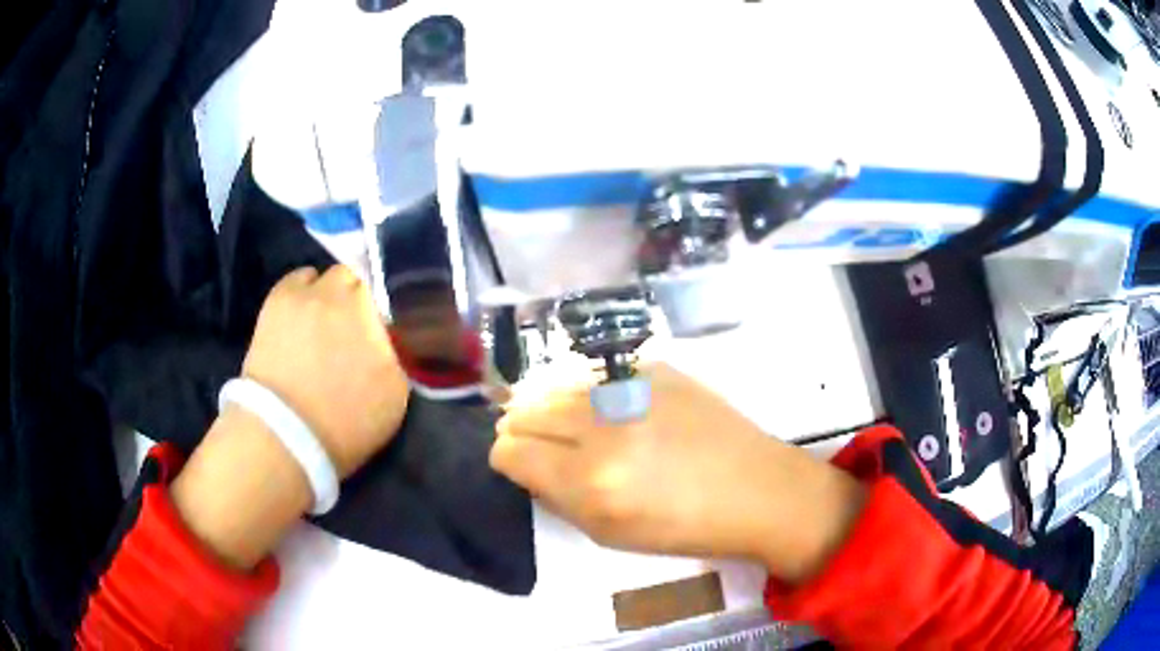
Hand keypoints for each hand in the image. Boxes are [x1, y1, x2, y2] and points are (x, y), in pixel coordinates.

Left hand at [242, 266, 409, 477]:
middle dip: (366, 296)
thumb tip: (394, 334)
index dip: (395, 306)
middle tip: (358, 322)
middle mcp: (348, 295)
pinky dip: (306, 289)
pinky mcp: (280, 296)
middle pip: (366, 276)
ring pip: (334, 274)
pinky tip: (304, 312)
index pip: (398, 291)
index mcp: (381, 320)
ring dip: (336, 292)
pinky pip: (301, 276)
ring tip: (328, 317)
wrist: (285, 435)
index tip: (389, 324)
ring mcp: (311, 292)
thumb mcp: (395, 396)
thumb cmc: (345, 426)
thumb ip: (400, 354)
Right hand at [490, 364, 865, 583]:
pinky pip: (599, 376)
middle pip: (526, 411)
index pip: (510, 451)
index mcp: (589, 482)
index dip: (507, 457)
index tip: (519, 463)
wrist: (754, 489)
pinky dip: (591, 393)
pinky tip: (609, 409)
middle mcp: (603, 429)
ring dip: (552, 406)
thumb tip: (528, 465)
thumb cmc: (683, 527)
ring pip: (557, 387)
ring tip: (567, 423)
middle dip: (521, 427)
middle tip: (537, 441)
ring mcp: (632, 390)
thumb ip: (557, 497)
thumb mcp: (608, 534)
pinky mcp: (657, 368)